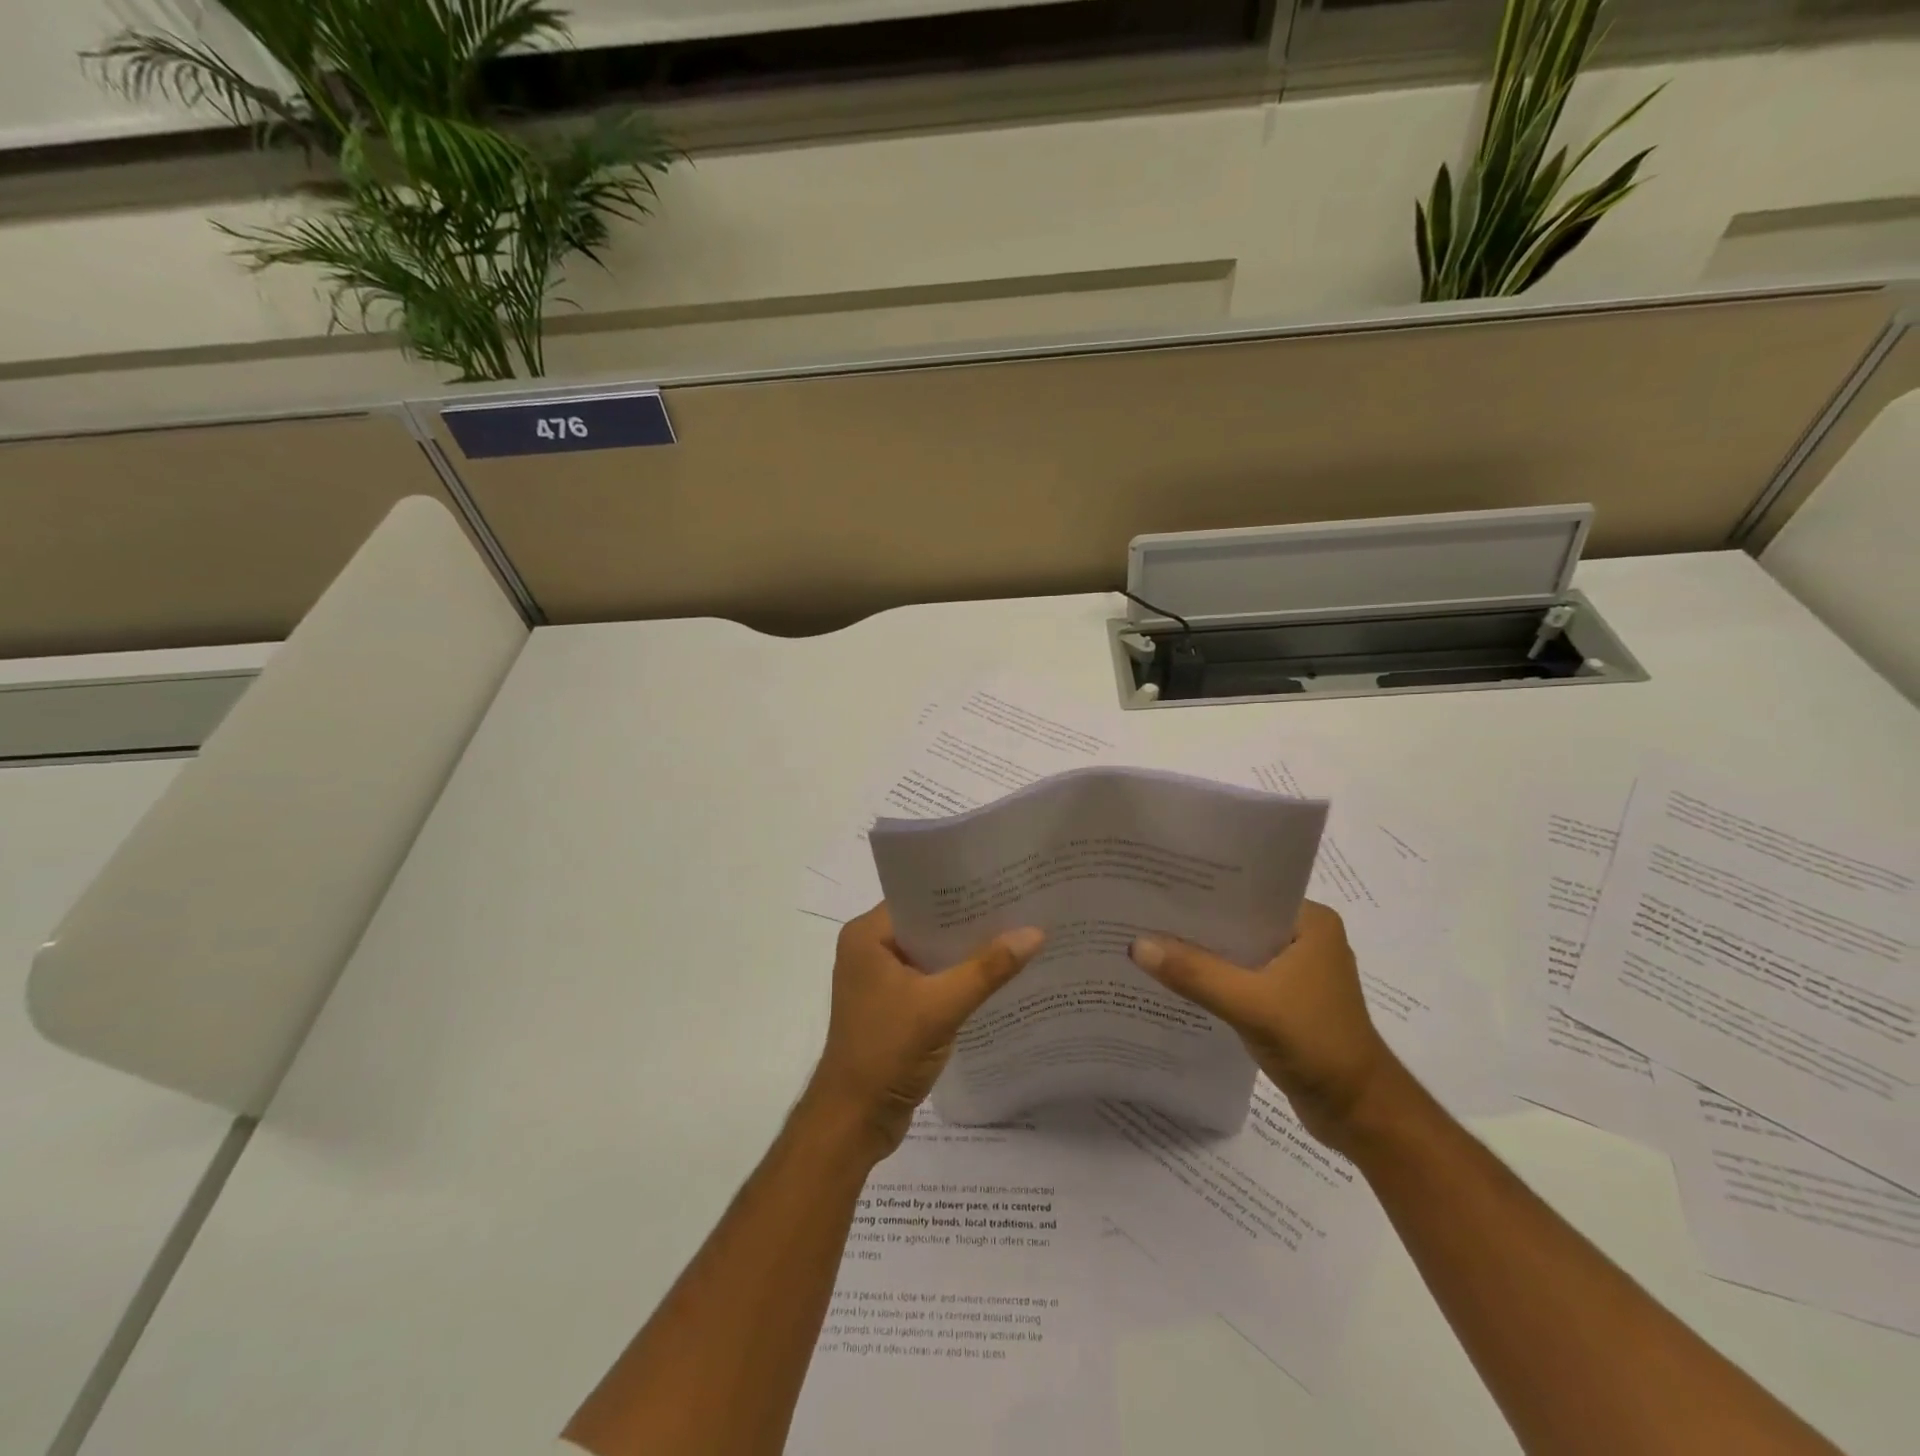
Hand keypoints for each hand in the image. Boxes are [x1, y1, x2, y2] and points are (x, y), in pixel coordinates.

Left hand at [808, 904, 1044, 1160]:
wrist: (854, 1121)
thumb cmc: (886, 1052)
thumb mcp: (941, 1006)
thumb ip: (987, 969)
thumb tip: (1035, 932)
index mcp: (867, 935)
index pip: (918, 897)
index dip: (959, 890)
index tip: (1001, 881)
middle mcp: (869, 949)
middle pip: (927, 924)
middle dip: (968, 921)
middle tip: (1018, 905)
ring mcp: (879, 979)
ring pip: (930, 953)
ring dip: (965, 951)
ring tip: (1016, 934)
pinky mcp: (892, 1006)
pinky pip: (930, 979)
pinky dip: (957, 977)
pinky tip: (995, 975)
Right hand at [1129, 901, 1401, 1151]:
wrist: (1360, 1114)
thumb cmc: (1316, 1044)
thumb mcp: (1251, 1004)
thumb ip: (1195, 973)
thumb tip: (1136, 945)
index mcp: (1310, 921)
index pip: (1247, 891)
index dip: (1202, 889)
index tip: (1157, 882)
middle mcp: (1304, 938)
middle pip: (1237, 921)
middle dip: (1195, 922)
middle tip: (1142, 911)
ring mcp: (1295, 972)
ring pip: (1236, 951)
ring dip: (1201, 953)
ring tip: (1148, 940)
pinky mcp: (1285, 1001)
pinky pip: (1239, 978)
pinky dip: (1212, 979)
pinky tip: (1175, 979)